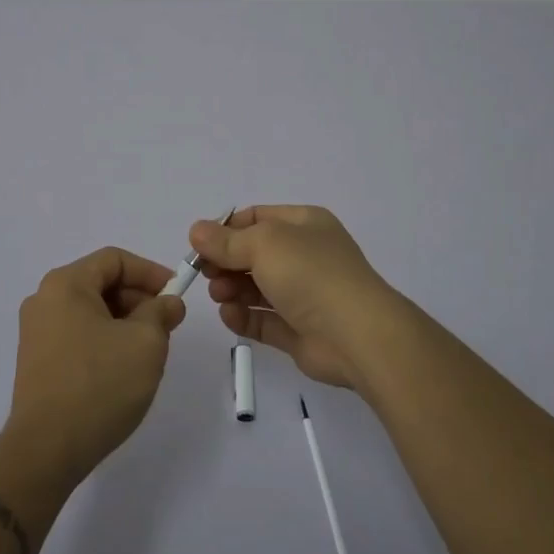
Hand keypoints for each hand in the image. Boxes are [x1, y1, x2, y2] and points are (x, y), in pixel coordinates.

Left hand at [2, 247, 185, 487]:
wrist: (46, 451)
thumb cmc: (99, 385)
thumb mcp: (145, 343)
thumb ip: (161, 312)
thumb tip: (167, 303)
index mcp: (65, 284)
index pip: (114, 259)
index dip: (150, 272)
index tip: (176, 295)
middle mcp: (44, 300)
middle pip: (100, 283)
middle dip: (138, 299)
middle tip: (167, 325)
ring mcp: (36, 332)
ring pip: (91, 312)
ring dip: (124, 322)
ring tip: (148, 351)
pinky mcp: (36, 361)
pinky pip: (78, 335)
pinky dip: (105, 340)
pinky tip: (122, 369)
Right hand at [190, 205, 418, 392]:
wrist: (358, 335)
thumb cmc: (311, 274)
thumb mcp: (264, 244)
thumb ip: (226, 241)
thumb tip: (196, 231)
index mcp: (304, 224)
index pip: (258, 218)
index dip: (227, 229)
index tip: (200, 244)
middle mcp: (305, 256)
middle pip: (253, 254)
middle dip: (226, 262)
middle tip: (206, 274)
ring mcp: (304, 295)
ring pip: (256, 288)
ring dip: (232, 289)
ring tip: (220, 295)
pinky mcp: (299, 330)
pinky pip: (264, 320)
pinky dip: (244, 317)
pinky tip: (230, 316)